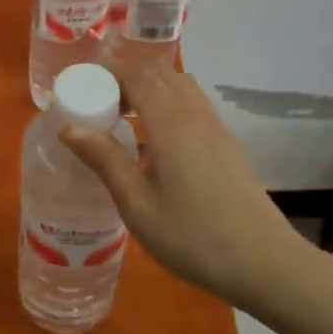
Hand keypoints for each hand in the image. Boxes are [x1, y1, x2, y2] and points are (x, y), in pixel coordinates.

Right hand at [60, 53, 302, 309]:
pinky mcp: (227, 143)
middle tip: (98, 101)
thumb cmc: (193, 238)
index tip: (83, 85)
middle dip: (126, 75)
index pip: (137, 74)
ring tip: (124, 115)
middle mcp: (195, 114)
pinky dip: (168, 100)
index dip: (109, 70)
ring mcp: (216, 127)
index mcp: (170, 123)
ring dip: (149, 86)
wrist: (265, 263)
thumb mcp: (138, 206)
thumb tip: (68, 126)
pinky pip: (193, 103)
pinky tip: (156, 138)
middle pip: (159, 72)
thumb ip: (106, 160)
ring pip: (180, 84)